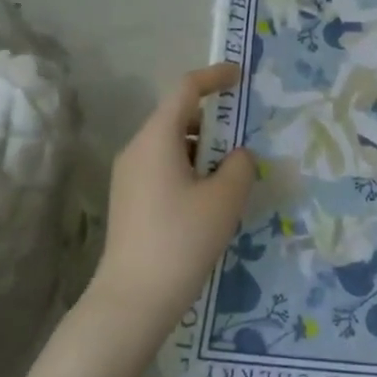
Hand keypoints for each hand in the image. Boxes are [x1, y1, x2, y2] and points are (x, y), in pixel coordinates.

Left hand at [90, 63, 254, 328]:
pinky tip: (212, 197)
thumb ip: (240, 165)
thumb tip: (237, 156)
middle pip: (178, 117)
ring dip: (205, 149)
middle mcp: (137, 150)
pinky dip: (191, 168)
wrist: (133, 299)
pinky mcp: (130, 200)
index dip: (214, 77)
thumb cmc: (182, 239)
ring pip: (172, 146)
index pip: (185, 90)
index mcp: (156, 139)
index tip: (240, 77)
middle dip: (215, 120)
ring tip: (235, 172)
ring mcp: (129, 177)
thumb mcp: (225, 198)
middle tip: (247, 136)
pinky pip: (164, 168)